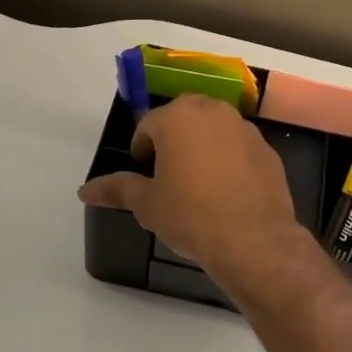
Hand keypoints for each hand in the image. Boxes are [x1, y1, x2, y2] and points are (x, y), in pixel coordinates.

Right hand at [78, 95, 303, 281]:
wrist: (253, 239)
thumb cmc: (190, 215)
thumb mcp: (147, 204)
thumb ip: (117, 189)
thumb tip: (85, 190)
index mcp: (177, 117)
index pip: (148, 125)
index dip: (141, 148)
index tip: (143, 171)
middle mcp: (212, 111)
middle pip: (183, 117)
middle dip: (172, 138)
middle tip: (167, 172)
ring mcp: (244, 128)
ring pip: (214, 128)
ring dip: (202, 144)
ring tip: (198, 180)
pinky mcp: (267, 149)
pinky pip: (239, 146)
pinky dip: (230, 158)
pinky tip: (227, 190)